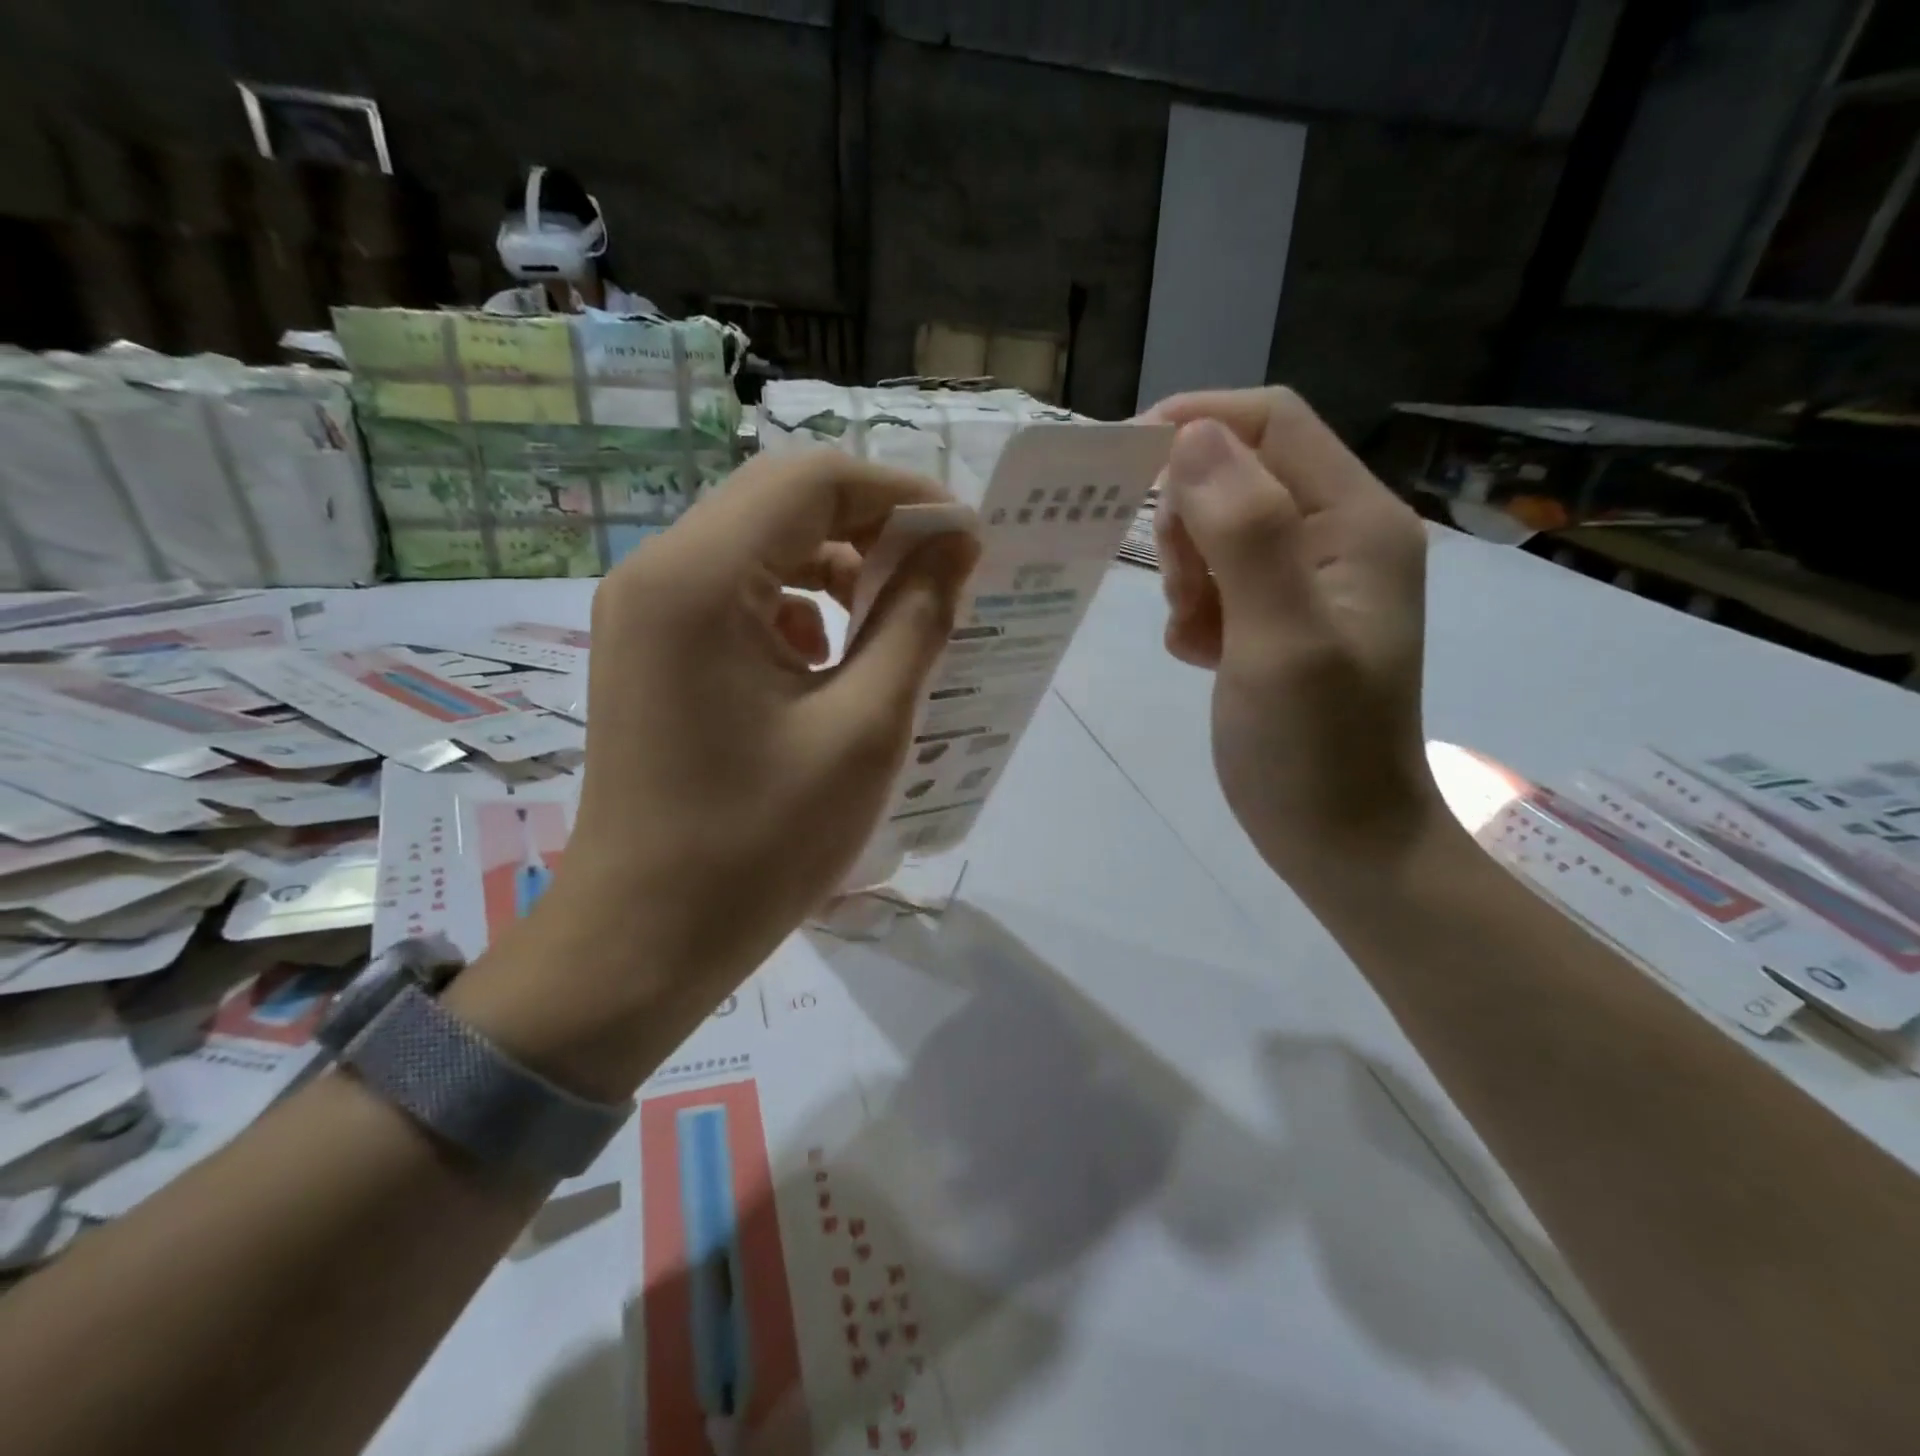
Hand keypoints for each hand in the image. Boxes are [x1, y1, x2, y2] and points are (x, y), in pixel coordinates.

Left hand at [557, 447, 976, 990]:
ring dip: (835, 570)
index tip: (967, 540)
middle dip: (871, 530)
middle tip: (940, 578)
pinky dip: (795, 610)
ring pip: (759, 548)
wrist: (646, 939)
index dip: (902, 495)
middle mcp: (657, 572)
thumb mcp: (864, 728)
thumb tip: (956, 545)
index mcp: (698, 579)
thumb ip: (916, 620)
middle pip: (780, 504)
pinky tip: (827, 668)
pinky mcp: (651, 652)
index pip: (812, 480)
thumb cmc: (761, 843)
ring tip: (891, 625)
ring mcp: (644, 613)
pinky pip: (735, 597)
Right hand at [1145, 388, 1440, 887]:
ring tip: (1195, 632)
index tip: (1125, 468)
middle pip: (1240, 473)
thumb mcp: (1280, 639)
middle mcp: (1338, 537)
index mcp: (1355, 523)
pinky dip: (1194, 610)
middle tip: (1183, 590)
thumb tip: (1192, 436)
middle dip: (1189, 520)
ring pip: (1220, 529)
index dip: (1196, 426)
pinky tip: (1200, 656)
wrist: (1344, 842)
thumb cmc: (1315, 749)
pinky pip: (1218, 581)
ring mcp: (1309, 582)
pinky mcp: (1280, 620)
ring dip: (1187, 571)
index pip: (1272, 424)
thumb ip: (1245, 532)